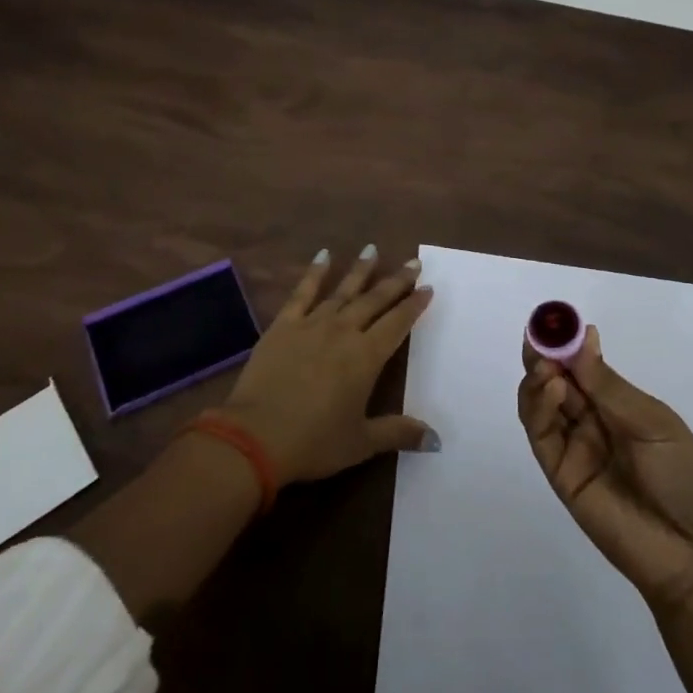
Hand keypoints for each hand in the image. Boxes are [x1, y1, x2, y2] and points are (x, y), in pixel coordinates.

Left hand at [224, 247, 435, 485]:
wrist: (256, 436)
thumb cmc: (314, 442)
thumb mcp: (361, 443)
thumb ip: (398, 433)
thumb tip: (436, 440)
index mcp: (366, 357)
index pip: (397, 323)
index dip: (414, 305)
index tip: (428, 287)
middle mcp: (344, 332)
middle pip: (375, 300)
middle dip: (396, 281)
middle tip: (413, 262)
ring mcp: (312, 324)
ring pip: (343, 291)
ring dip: (360, 270)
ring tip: (373, 249)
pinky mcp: (284, 325)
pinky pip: (302, 292)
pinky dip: (315, 272)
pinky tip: (324, 255)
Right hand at [519, 325, 692, 616]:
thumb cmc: (687, 478)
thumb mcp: (653, 422)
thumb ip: (608, 385)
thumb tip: (582, 336)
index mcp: (618, 407)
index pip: (582, 368)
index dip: (566, 344)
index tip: (554, 320)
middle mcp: (591, 424)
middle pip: (555, 382)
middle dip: (544, 355)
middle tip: (538, 335)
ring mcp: (574, 449)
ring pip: (540, 405)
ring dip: (537, 378)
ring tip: (546, 365)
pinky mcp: (561, 475)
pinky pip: (541, 435)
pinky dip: (539, 407)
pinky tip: (552, 387)